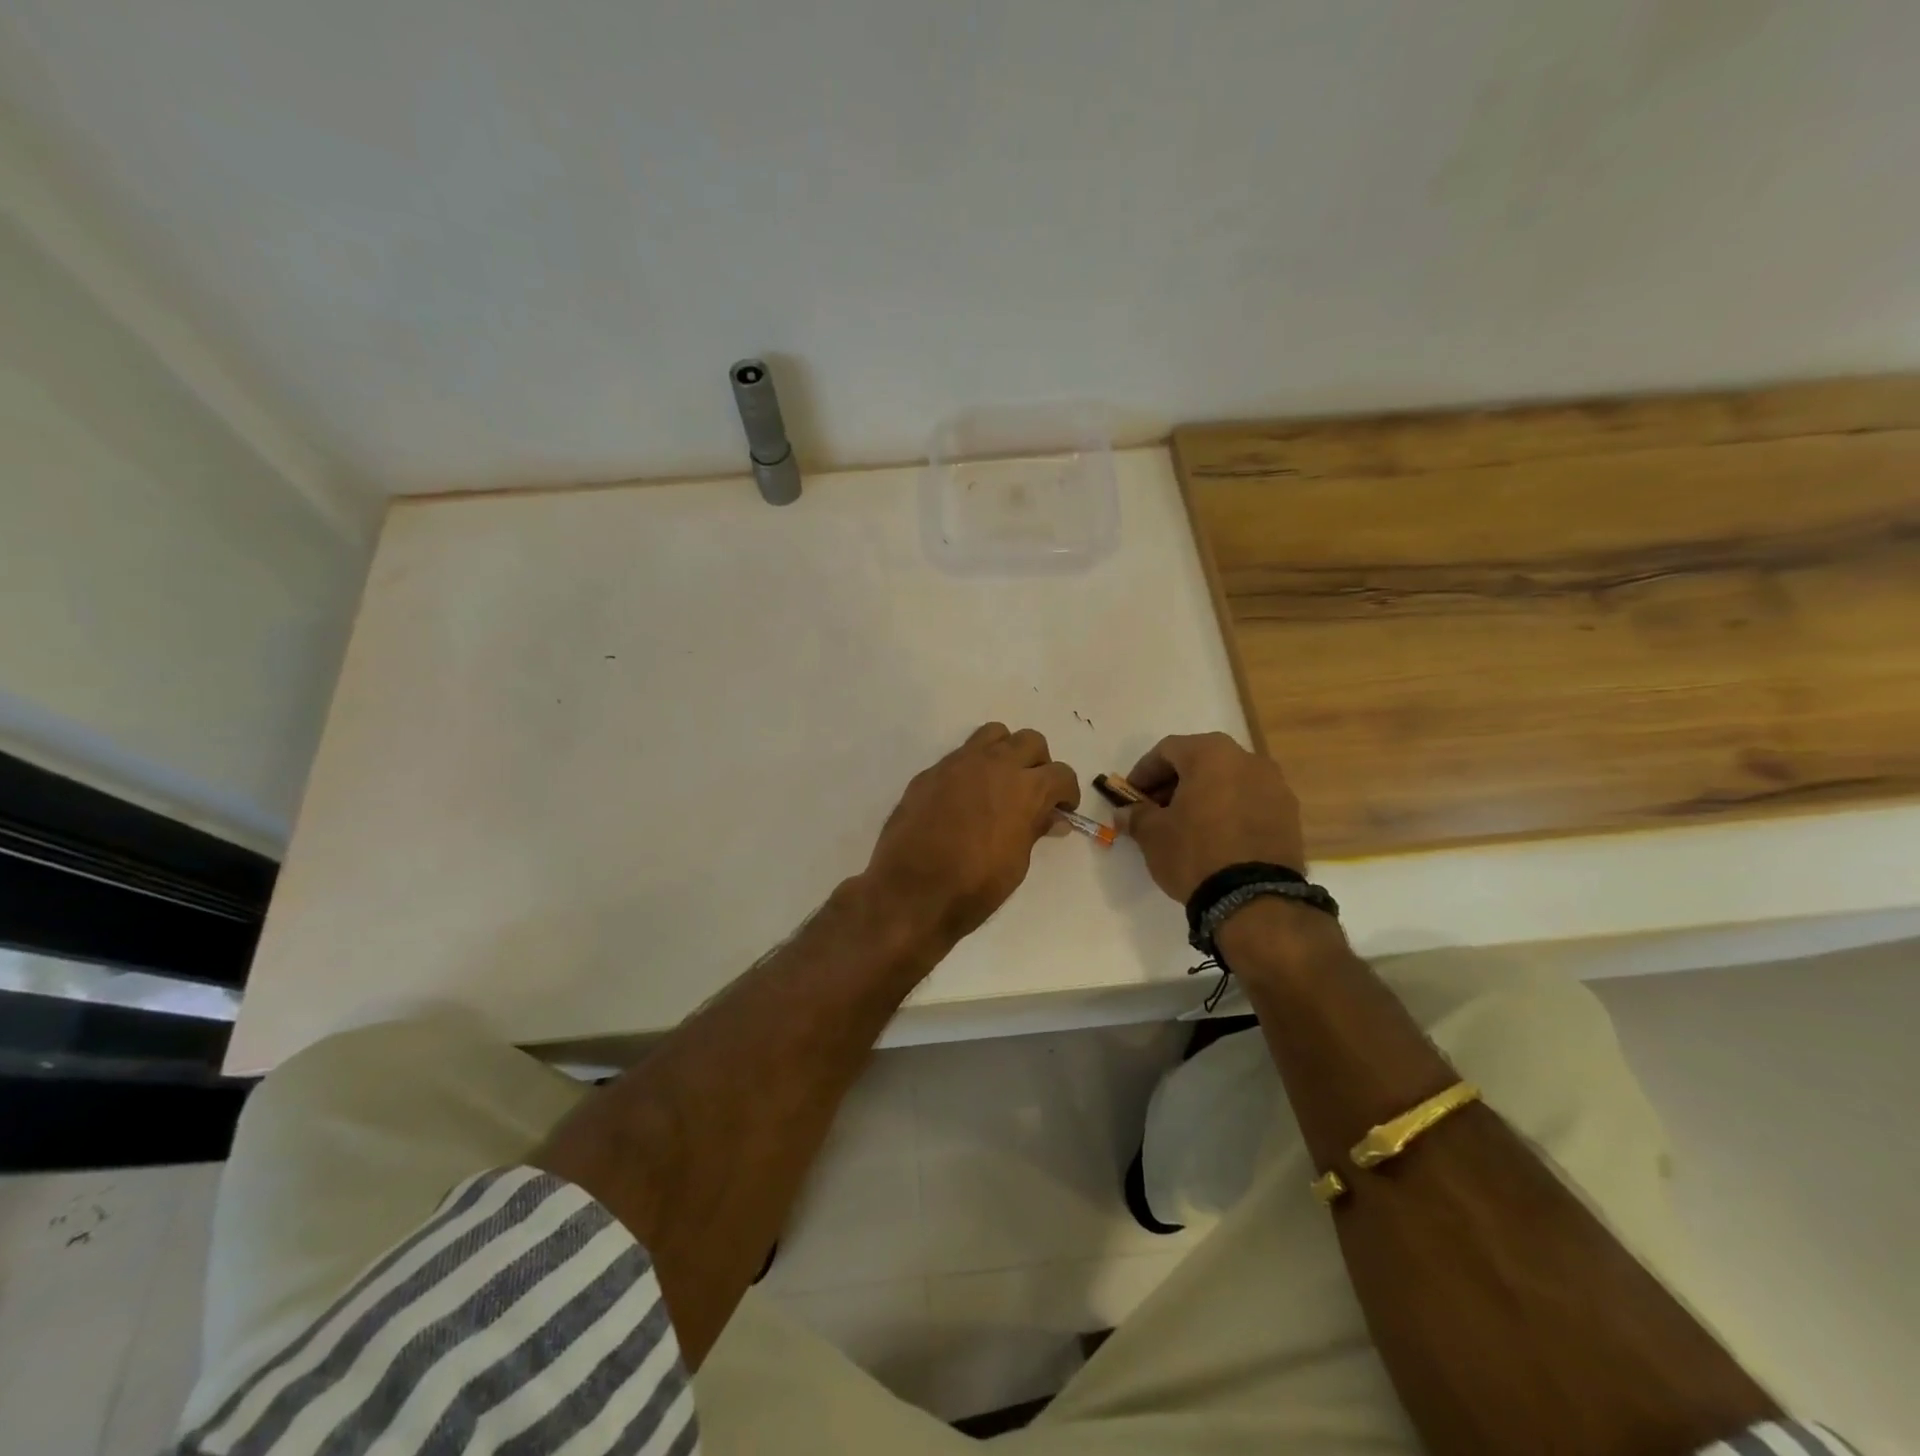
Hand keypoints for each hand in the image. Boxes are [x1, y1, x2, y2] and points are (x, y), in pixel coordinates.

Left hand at [864, 723, 1080, 944]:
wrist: (911, 890)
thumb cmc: (974, 886)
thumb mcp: (1017, 863)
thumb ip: (1034, 830)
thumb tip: (1052, 818)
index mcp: (1025, 788)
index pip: (1061, 773)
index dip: (1067, 792)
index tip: (1062, 809)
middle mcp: (995, 764)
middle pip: (1030, 741)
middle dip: (1039, 763)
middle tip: (1033, 791)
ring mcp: (959, 763)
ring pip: (993, 734)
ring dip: (1005, 752)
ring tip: (1000, 782)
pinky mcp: (931, 772)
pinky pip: (960, 756)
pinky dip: (971, 768)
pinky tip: (964, 798)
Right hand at [1123, 732, 1305, 903]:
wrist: (1254, 898)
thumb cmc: (1195, 853)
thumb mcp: (1153, 834)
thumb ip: (1137, 815)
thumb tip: (1126, 812)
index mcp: (1211, 754)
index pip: (1167, 750)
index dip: (1144, 771)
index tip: (1130, 795)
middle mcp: (1248, 759)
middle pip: (1201, 761)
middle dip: (1174, 782)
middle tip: (1156, 809)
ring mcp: (1275, 785)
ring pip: (1228, 780)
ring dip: (1204, 795)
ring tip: (1187, 825)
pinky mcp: (1290, 814)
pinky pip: (1250, 801)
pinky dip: (1229, 810)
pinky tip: (1216, 836)